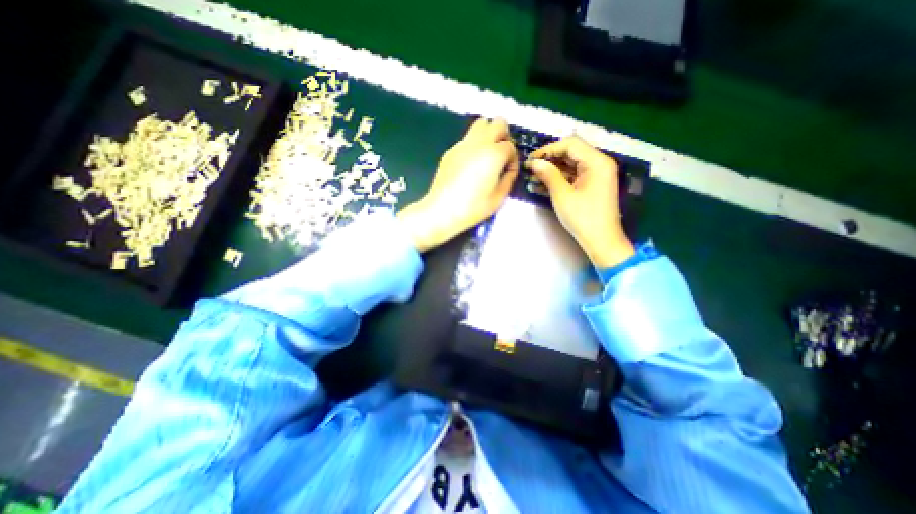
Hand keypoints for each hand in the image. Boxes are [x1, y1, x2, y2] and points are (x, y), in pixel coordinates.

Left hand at [398, 116, 516, 251]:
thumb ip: (509, 178)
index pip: (511, 146)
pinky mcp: (451, 150)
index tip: (508, 172)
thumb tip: (509, 168)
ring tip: (487, 156)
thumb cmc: (473, 207)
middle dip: (504, 136)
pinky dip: (474, 145)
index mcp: (493, 154)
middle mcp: (479, 142)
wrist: (442, 210)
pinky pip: (467, 139)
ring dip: (488, 135)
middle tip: (501, 156)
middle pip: (498, 123)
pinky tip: (470, 165)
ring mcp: (462, 144)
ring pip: (481, 124)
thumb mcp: (499, 197)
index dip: (513, 159)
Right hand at [526, 135, 634, 268]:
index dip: (549, 149)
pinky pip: (573, 176)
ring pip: (570, 165)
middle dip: (549, 160)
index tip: (531, 159)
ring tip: (533, 178)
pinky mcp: (592, 185)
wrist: (600, 240)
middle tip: (530, 169)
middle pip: (571, 153)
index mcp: (596, 161)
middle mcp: (599, 164)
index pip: (570, 144)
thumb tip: (534, 162)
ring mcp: (596, 175)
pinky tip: (541, 186)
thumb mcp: (562, 195)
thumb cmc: (582, 217)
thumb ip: (548, 174)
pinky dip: (559, 179)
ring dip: (552, 170)